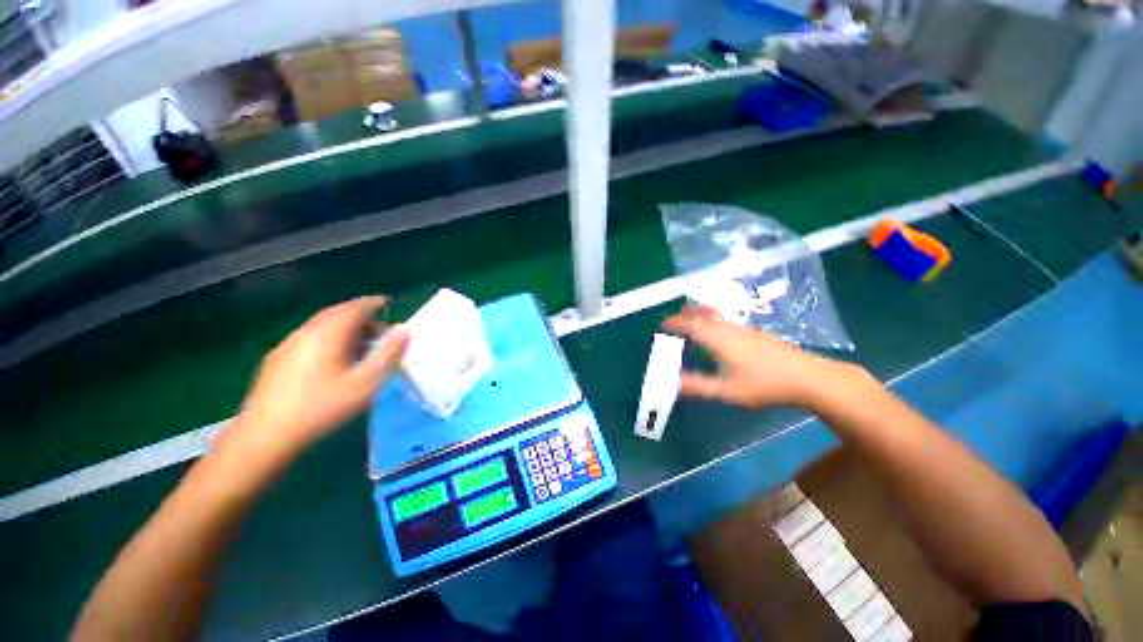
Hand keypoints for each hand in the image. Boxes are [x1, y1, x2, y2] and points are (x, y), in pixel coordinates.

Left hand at [221, 296, 408, 462]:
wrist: (265, 436)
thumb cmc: (321, 408)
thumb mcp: (365, 383)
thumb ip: (388, 354)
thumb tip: (404, 330)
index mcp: (327, 333)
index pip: (355, 307)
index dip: (374, 303)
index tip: (390, 304)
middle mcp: (305, 331)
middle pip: (337, 313)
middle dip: (362, 318)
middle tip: (381, 333)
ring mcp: (287, 344)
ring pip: (322, 326)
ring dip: (345, 330)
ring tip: (360, 349)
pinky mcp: (277, 358)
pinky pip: (309, 338)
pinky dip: (328, 339)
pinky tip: (332, 362)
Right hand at [663, 306, 842, 409]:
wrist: (808, 377)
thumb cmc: (764, 384)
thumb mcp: (727, 391)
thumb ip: (698, 386)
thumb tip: (672, 384)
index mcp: (717, 338)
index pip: (689, 324)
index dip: (674, 323)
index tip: (662, 325)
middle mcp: (728, 327)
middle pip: (701, 314)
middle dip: (684, 315)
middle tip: (672, 322)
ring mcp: (743, 328)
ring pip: (715, 315)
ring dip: (698, 316)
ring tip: (690, 323)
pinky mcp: (755, 332)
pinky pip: (724, 320)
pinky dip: (711, 320)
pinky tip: (716, 334)